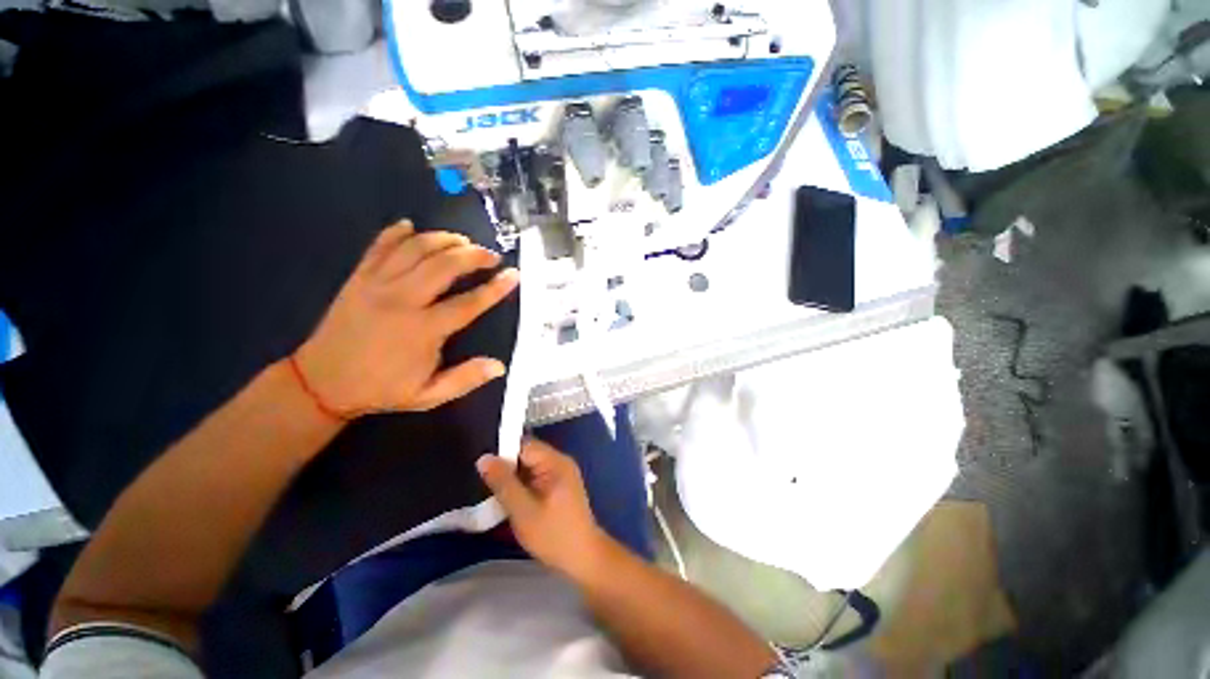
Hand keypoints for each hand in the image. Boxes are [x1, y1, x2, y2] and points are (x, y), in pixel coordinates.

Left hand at [294, 220, 518, 416]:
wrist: (321, 383)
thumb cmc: (381, 390)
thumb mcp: (428, 395)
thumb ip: (465, 379)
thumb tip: (499, 366)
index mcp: (423, 330)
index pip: (469, 303)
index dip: (495, 287)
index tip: (514, 274)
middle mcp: (402, 300)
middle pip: (444, 265)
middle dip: (473, 254)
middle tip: (490, 255)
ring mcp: (377, 285)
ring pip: (415, 249)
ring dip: (443, 239)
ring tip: (463, 241)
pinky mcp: (358, 278)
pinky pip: (379, 246)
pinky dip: (396, 232)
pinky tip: (411, 226)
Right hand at [477, 440, 611, 578]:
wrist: (583, 557)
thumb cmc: (553, 534)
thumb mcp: (522, 510)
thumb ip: (503, 483)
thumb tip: (484, 458)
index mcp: (555, 462)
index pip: (524, 445)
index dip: (503, 453)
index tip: (484, 469)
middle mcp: (560, 462)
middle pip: (527, 455)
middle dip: (507, 468)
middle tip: (487, 486)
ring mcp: (562, 474)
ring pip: (530, 467)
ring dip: (514, 479)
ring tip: (495, 494)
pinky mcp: (560, 486)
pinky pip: (536, 477)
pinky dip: (523, 486)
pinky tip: (512, 501)